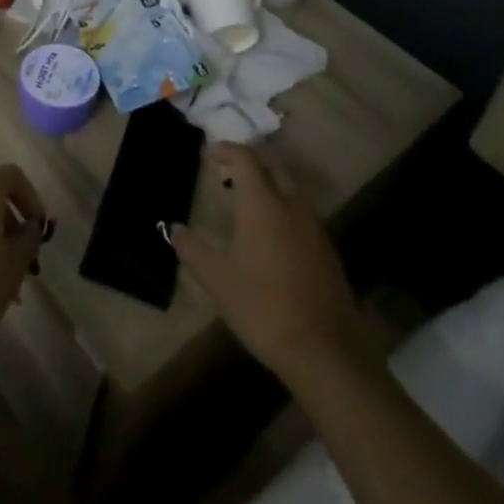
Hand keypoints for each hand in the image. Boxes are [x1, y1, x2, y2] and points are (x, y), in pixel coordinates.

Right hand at [172, 143, 376, 388]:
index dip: (226, 149)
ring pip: (289, 189)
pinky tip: (274, 236)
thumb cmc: (263, 308)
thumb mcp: (218, 281)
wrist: (325, 353)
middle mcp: (290, 205)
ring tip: (247, 203)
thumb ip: (193, 249)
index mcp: (262, 203)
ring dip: (268, 185)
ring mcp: (314, 227)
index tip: (209, 152)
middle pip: (271, 166)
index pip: (244, 157)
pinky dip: (284, 209)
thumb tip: (174, 228)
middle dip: (249, 162)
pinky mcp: (328, 250)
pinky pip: (302, 214)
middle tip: (228, 173)